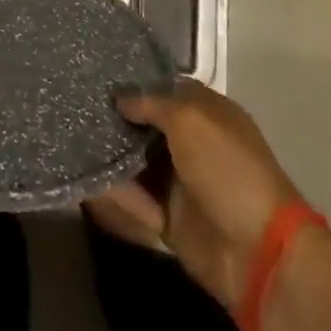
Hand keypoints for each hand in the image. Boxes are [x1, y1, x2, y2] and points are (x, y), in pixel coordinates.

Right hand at [85, 80, 300, 312]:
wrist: (257, 252)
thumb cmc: (227, 169)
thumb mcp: (189, 120)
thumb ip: (151, 103)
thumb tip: (120, 99)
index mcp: (208, 114)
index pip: (166, 89)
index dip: (137, 84)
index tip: (100, 78)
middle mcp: (194, 144)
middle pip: (148, 126)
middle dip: (118, 120)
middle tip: (78, 106)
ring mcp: (183, 182)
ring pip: (138, 163)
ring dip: (112, 156)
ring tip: (72, 140)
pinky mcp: (171, 219)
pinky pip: (137, 201)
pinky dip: (117, 194)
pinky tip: (87, 181)